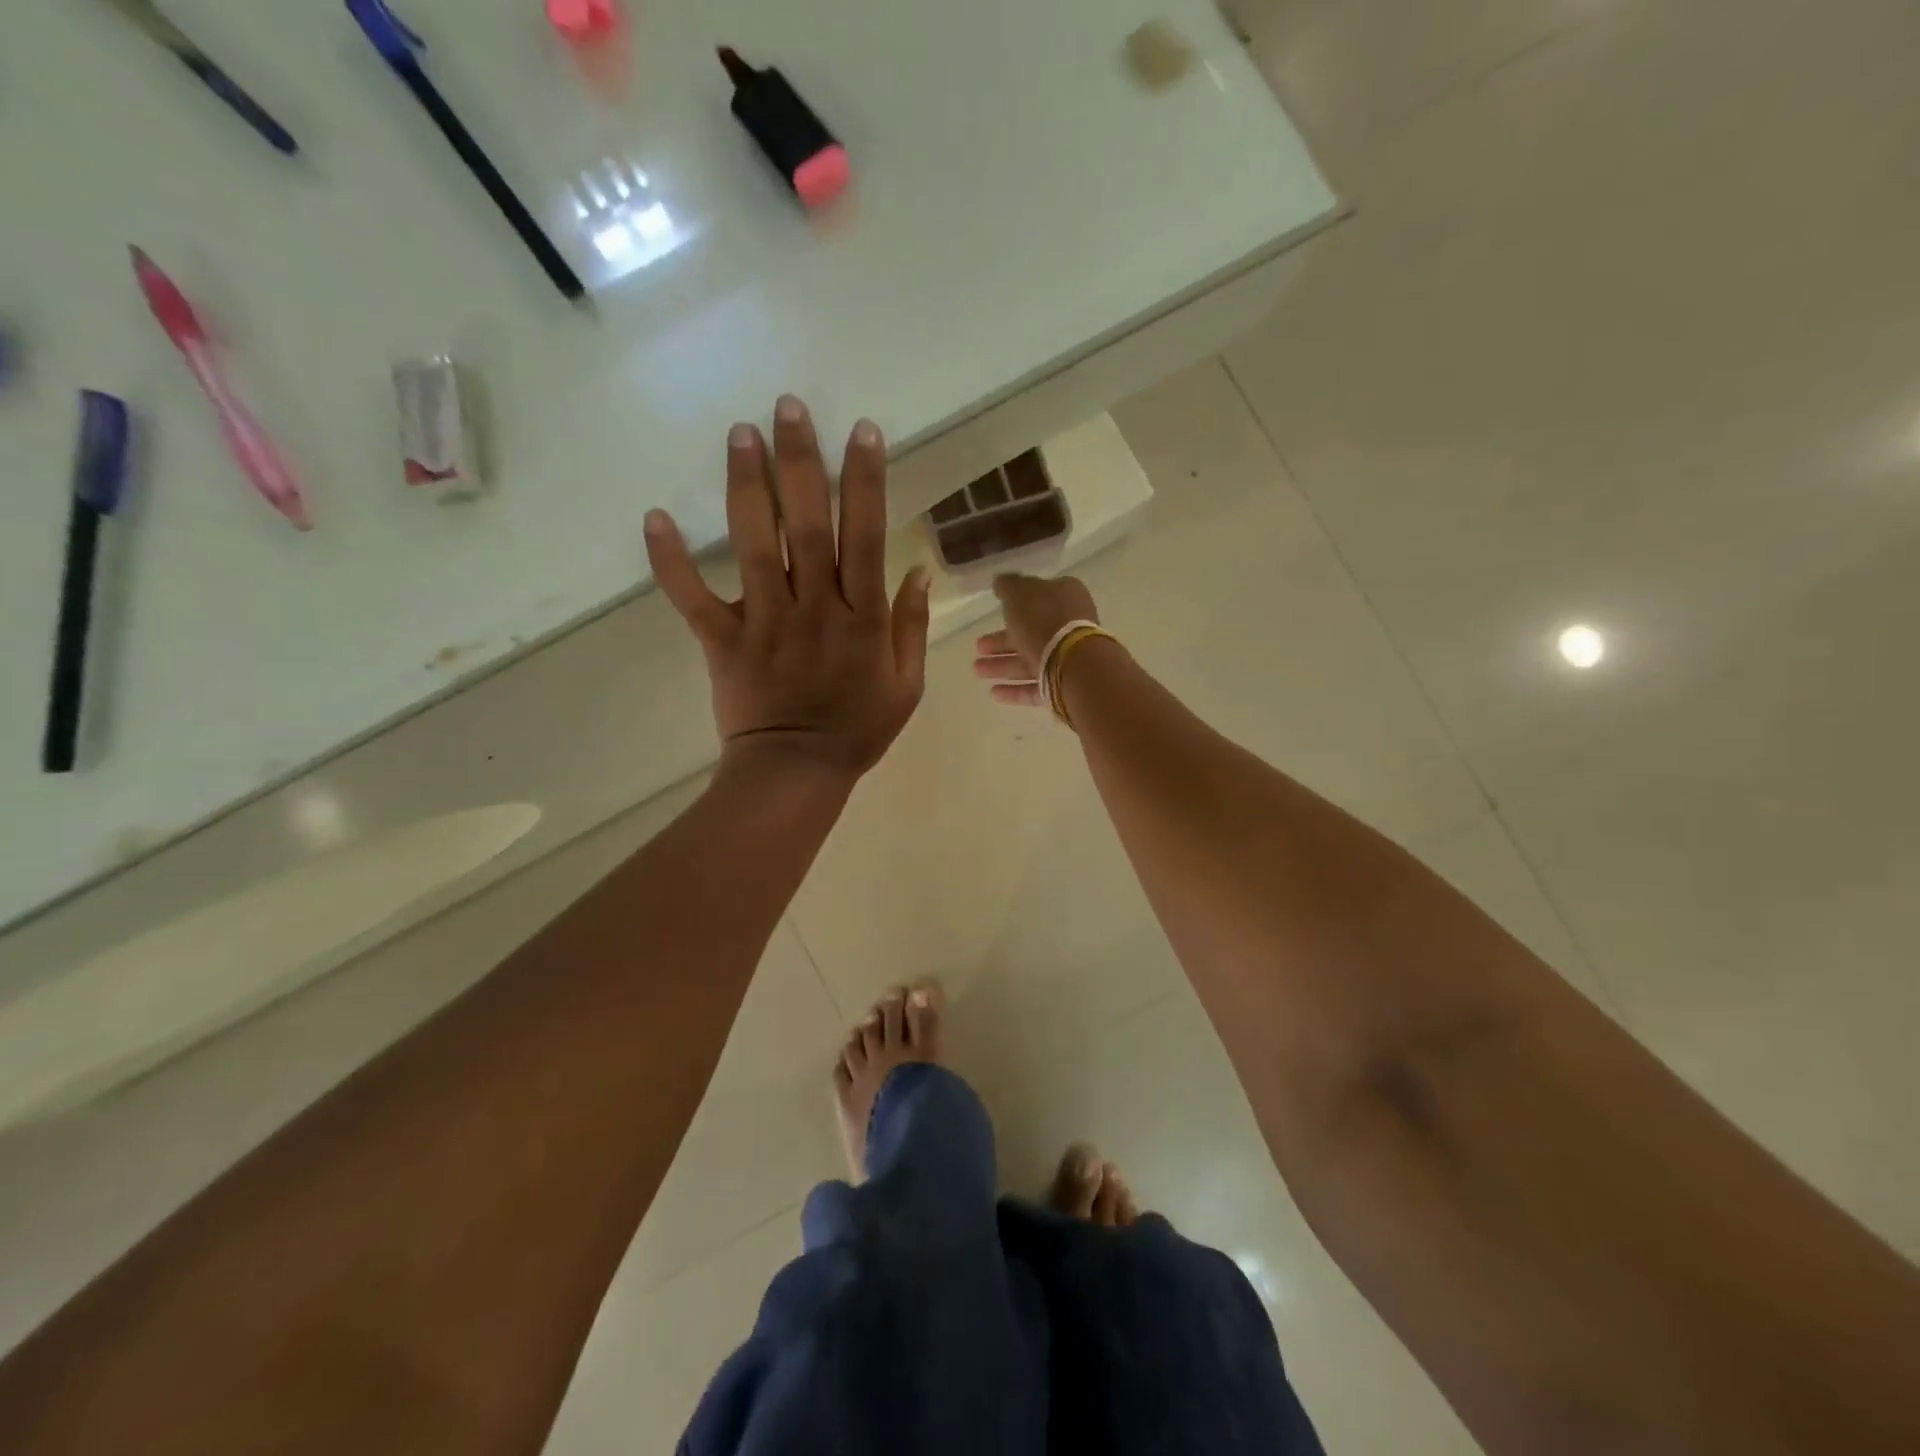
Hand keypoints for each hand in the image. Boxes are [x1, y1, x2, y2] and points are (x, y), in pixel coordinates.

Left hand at [644, 396, 930, 776]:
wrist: (796, 773)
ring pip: (755, 546)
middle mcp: (815, 609)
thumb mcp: (908, 685)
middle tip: (788, 406)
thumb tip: (917, 569)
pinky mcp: (723, 641)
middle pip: (808, 525)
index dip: (866, 481)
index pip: (867, 537)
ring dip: (747, 487)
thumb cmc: (858, 729)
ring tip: (740, 434)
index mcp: (863, 619)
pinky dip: (671, 560)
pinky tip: (654, 516)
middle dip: (801, 462)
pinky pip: (693, 597)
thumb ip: (911, 626)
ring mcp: (765, 622)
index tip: (861, 431)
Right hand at [972, 574, 1101, 706]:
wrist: (1072, 663)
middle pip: (1031, 632)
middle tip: (978, 647)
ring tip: (977, 670)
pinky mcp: (1065, 686)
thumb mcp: (1019, 593)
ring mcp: (1069, 657)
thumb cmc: (1044, 620)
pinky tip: (993, 692)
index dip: (1015, 603)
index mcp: (1065, 597)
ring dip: (1002, 665)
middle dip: (1002, 641)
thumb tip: (1001, 581)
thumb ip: (1008, 586)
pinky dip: (1015, 689)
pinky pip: (1037, 686)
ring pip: (1030, 660)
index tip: (996, 610)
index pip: (1038, 596)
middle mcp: (1070, 625)